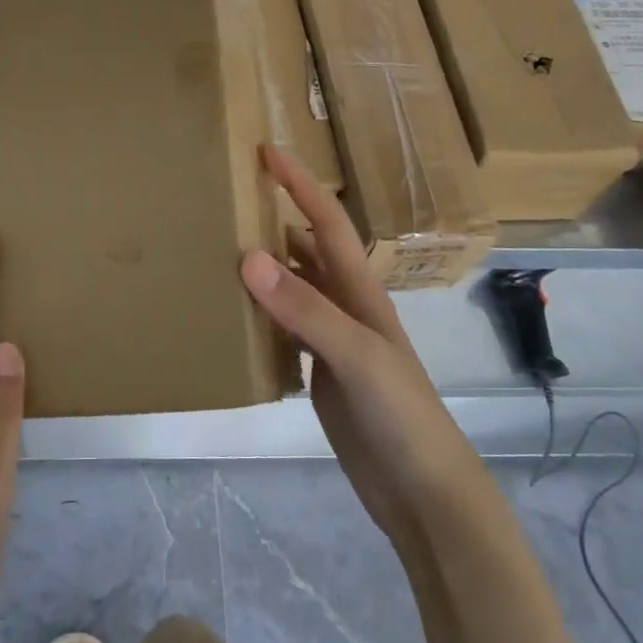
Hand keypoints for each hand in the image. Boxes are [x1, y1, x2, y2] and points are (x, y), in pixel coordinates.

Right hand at [240, 147, 480, 560]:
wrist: (424, 491)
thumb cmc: (401, 415)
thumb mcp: (356, 355)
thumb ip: (306, 308)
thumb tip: (248, 256)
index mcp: (359, 291)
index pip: (327, 222)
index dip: (301, 184)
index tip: (266, 151)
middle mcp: (345, 306)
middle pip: (307, 248)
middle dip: (276, 217)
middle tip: (228, 199)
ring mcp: (332, 341)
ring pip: (293, 287)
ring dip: (264, 265)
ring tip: (219, 248)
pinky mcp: (319, 373)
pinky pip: (284, 328)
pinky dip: (260, 312)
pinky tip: (233, 314)